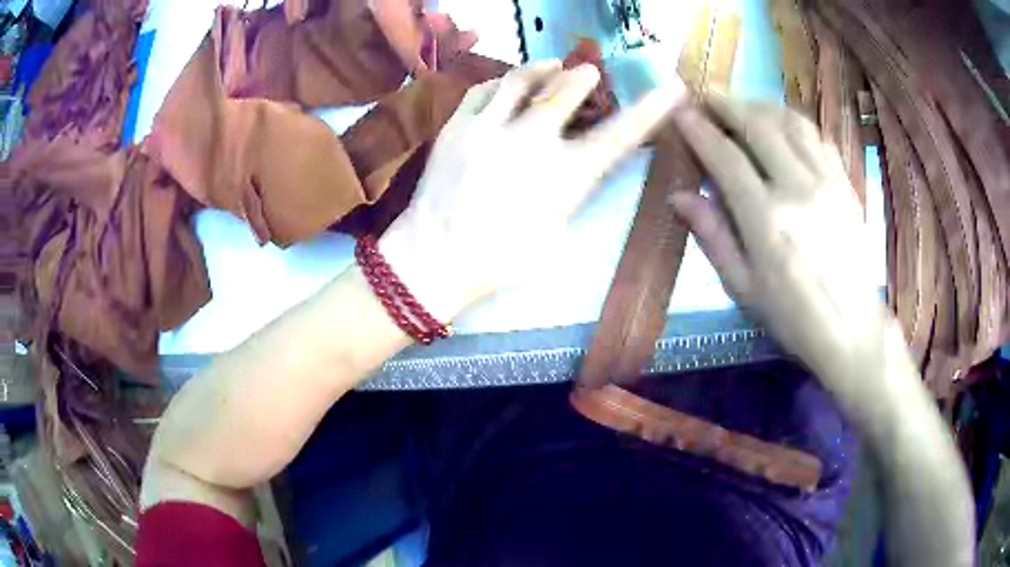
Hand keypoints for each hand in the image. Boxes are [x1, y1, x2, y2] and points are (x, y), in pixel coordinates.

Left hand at [380, 61, 682, 320]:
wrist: (433, 259)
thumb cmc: (500, 260)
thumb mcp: (555, 232)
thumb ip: (572, 188)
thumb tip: (581, 159)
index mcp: (565, 177)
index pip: (620, 135)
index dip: (652, 109)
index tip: (673, 87)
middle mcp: (531, 142)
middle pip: (567, 89)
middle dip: (583, 76)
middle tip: (588, 72)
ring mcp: (489, 128)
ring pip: (523, 78)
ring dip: (544, 67)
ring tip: (552, 65)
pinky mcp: (457, 124)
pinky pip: (485, 88)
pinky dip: (504, 81)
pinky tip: (509, 84)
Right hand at [671, 94, 885, 370]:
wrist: (852, 330)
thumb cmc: (793, 318)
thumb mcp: (743, 289)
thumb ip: (713, 236)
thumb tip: (679, 196)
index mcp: (767, 221)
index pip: (726, 157)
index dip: (700, 129)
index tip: (680, 111)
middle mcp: (798, 189)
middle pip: (759, 125)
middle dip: (727, 103)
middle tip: (705, 95)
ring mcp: (827, 182)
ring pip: (791, 122)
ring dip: (760, 105)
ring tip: (741, 105)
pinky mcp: (845, 184)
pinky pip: (817, 137)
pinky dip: (793, 121)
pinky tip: (781, 125)